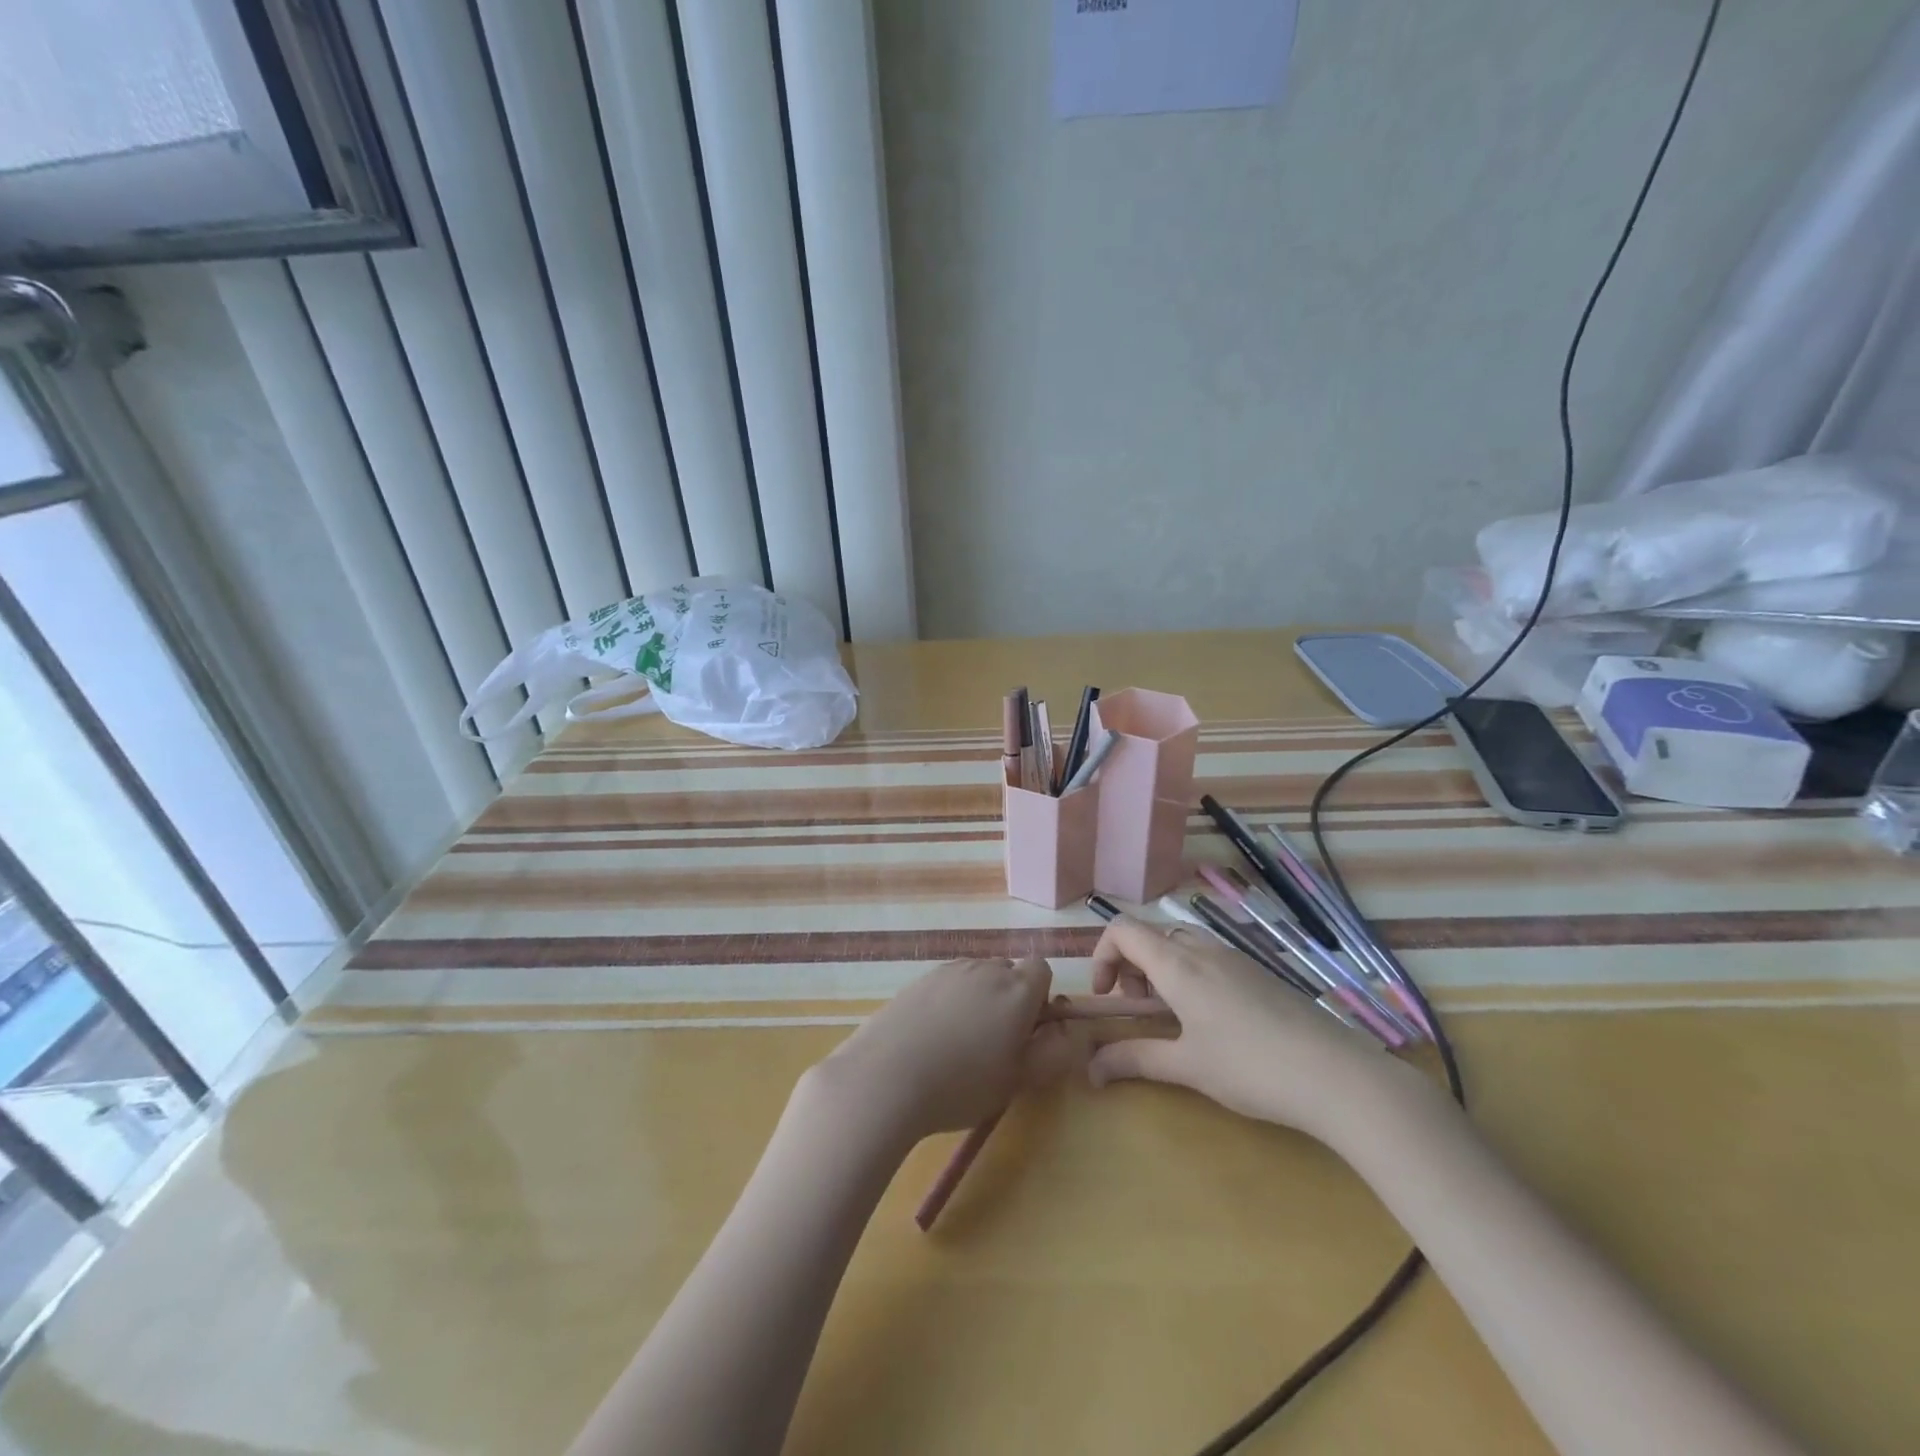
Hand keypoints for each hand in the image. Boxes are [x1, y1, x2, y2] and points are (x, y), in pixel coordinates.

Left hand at [816, 957, 1083, 1143]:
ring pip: (977, 977)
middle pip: (1008, 972)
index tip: (1027, 1031)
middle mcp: (985, 969)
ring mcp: (948, 971)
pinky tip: (932, 1038)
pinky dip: (950, 1002)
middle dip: (1009, 999)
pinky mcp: (918, 979)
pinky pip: (948, 984)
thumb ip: (1053, 1052)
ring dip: (979, 999)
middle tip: (996, 1043)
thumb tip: (1066, 1029)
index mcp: (1016, 989)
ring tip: (960, 1044)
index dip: (1040, 998)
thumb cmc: (962, 1084)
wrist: (886, 1077)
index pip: (1041, 970)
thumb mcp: (1019, 1079)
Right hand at [1086, 916, 1419, 1148]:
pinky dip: (1192, 976)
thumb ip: (1134, 1060)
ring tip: (1173, 1016)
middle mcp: (1203, 950)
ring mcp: (1235, 958)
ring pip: (1182, 944)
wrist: (1337, 1074)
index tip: (1107, 997)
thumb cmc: (1251, 1067)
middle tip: (1140, 1010)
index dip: (1102, 956)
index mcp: (1178, 964)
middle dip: (1132, 966)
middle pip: (1151, 935)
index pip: (1122, 930)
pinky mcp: (1260, 973)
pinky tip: (1214, 1022)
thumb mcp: (1187, 1066)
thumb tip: (1091, 1069)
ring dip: (1162, 969)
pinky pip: (1210, 958)